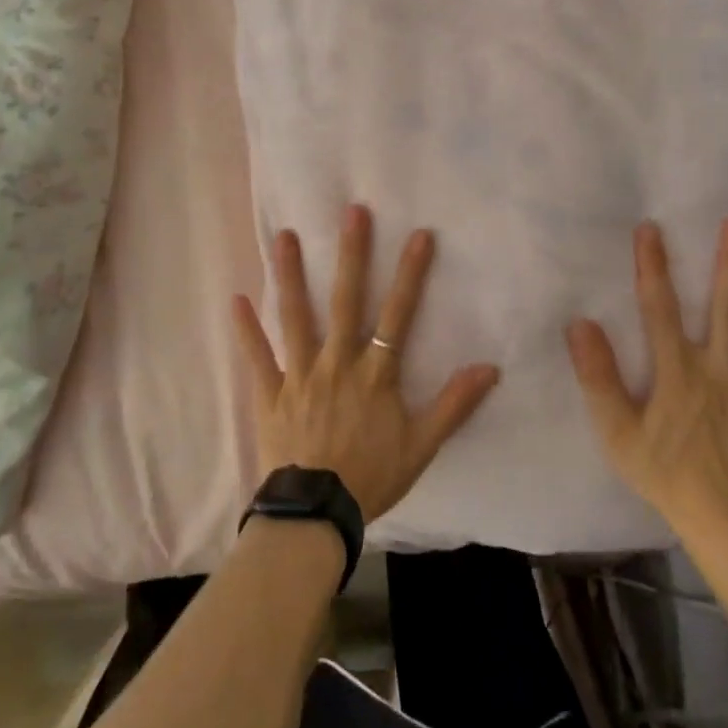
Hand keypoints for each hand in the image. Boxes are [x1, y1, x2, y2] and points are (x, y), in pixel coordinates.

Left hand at [233, 204, 501, 523]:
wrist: (315, 515)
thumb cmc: (371, 477)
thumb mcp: (421, 446)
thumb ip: (454, 405)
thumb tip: (490, 368)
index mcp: (374, 374)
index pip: (398, 315)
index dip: (411, 274)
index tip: (420, 234)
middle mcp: (337, 363)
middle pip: (346, 301)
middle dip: (352, 255)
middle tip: (352, 212)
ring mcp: (300, 375)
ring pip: (296, 317)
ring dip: (291, 276)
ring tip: (286, 237)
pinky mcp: (270, 393)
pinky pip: (257, 357)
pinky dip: (246, 330)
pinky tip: (236, 298)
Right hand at [566, 216, 727, 542]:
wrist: (724, 524)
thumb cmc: (665, 475)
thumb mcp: (617, 431)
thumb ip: (598, 377)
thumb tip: (580, 324)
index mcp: (677, 371)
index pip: (659, 308)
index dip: (653, 267)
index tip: (651, 230)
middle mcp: (719, 369)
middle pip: (727, 307)